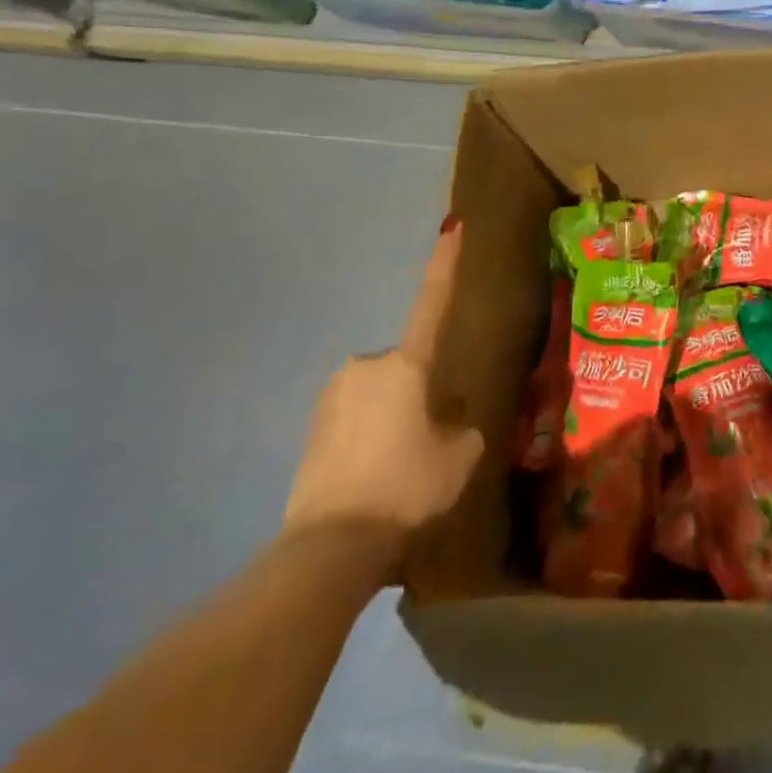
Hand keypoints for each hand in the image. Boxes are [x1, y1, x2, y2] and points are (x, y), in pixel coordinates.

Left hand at [281, 220, 484, 576]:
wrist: (330, 546)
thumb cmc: (408, 485)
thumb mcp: (460, 454)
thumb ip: (461, 424)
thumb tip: (446, 415)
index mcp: (406, 364)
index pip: (432, 303)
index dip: (445, 264)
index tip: (451, 226)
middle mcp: (365, 367)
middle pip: (405, 368)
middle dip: (418, 392)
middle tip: (430, 440)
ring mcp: (331, 397)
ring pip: (379, 395)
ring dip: (393, 417)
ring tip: (400, 468)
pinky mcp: (310, 428)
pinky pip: (354, 420)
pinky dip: (368, 438)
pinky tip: (374, 478)